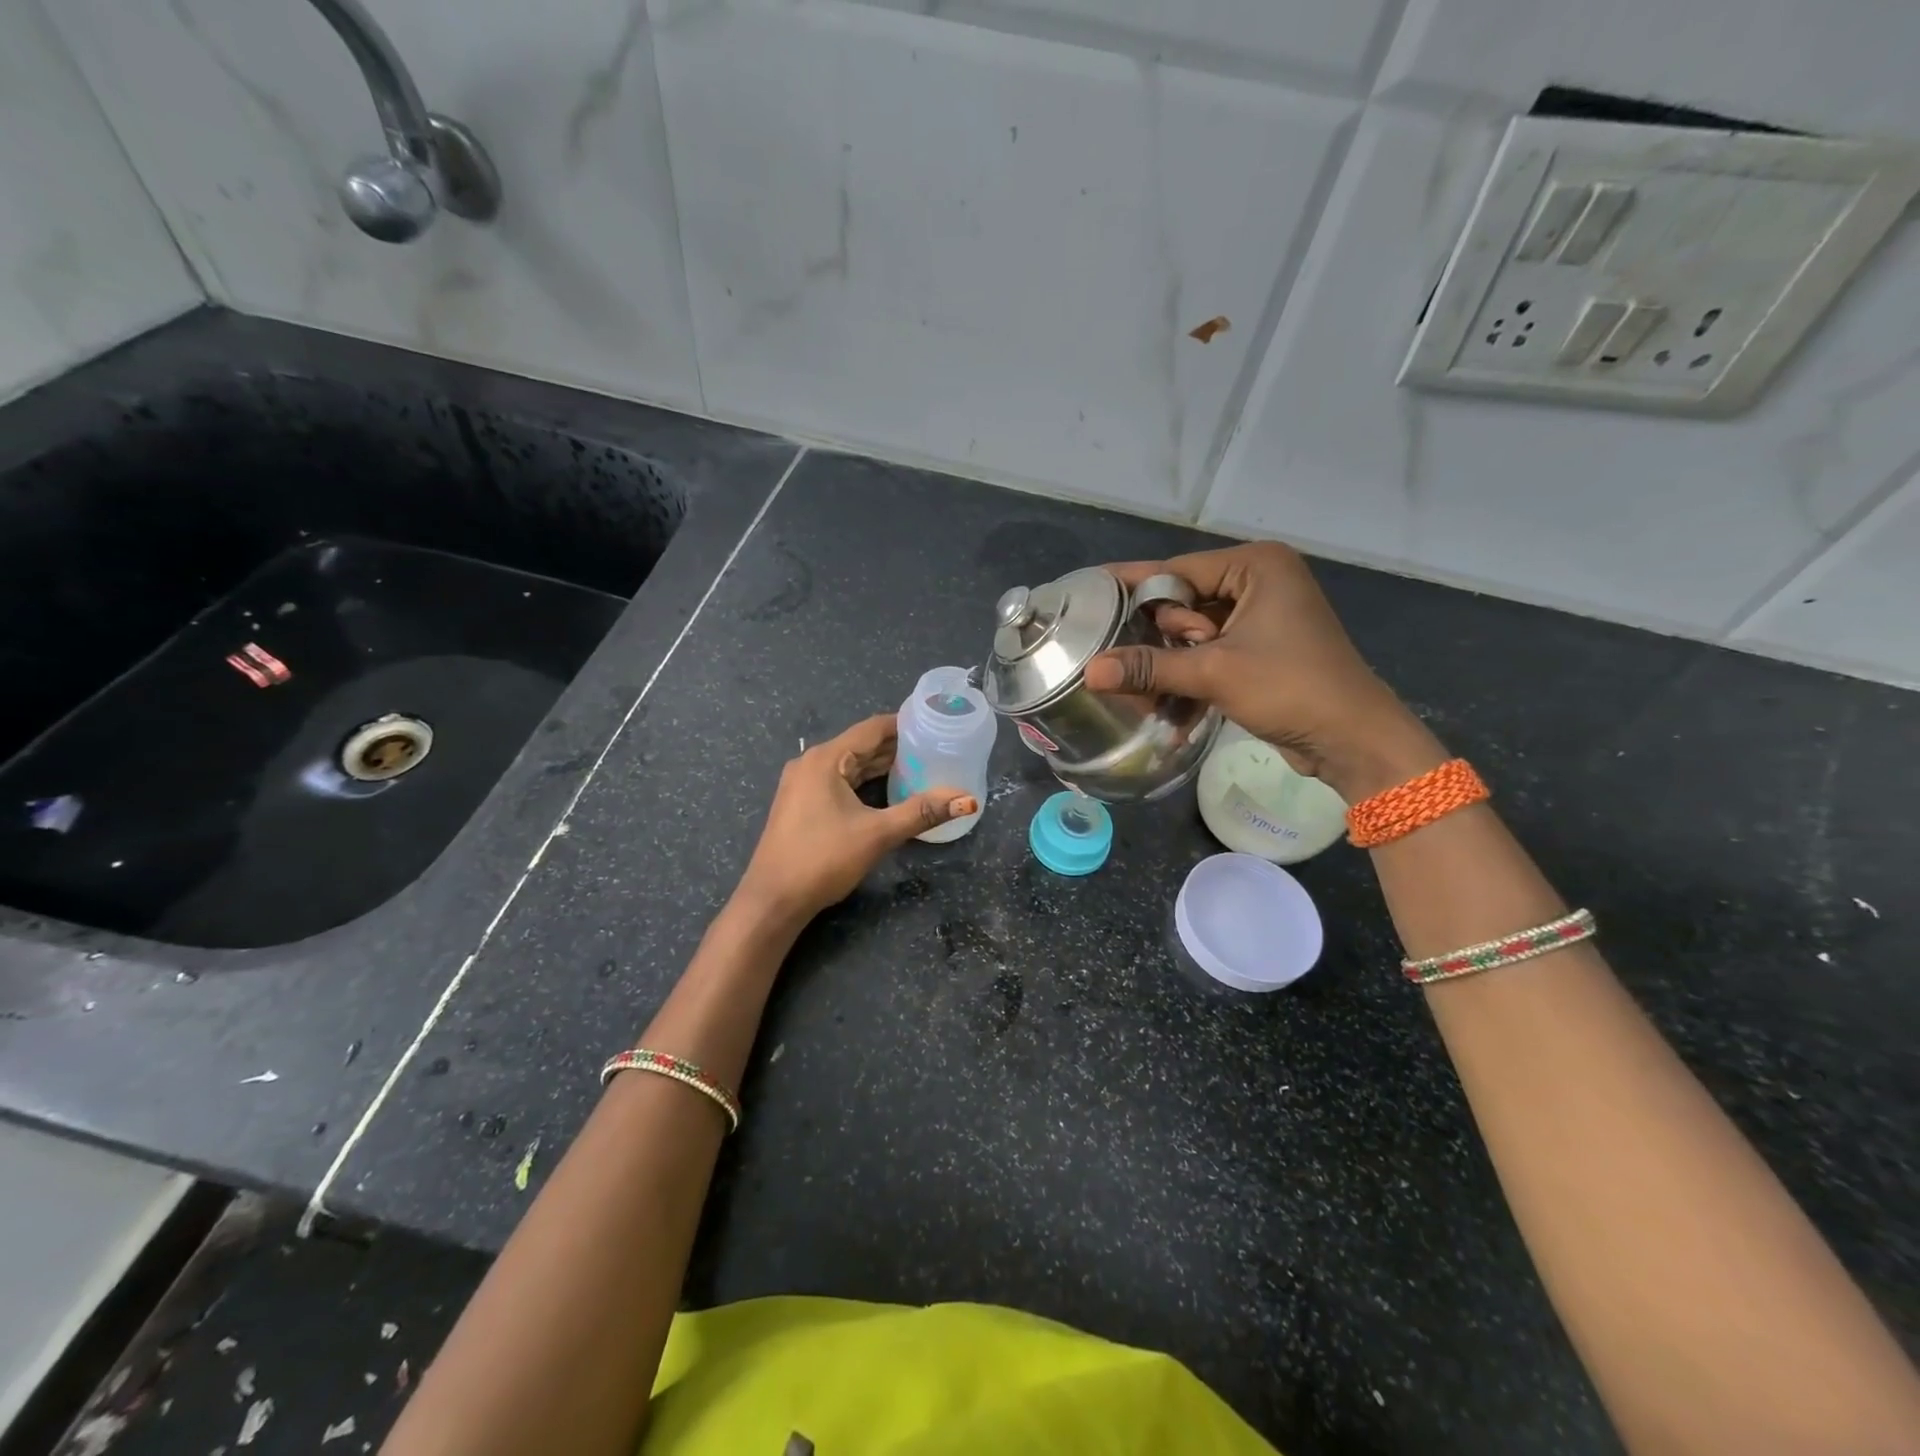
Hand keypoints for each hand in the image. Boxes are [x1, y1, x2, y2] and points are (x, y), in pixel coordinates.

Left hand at [736, 714, 977, 921]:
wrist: (772, 900)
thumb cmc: (823, 859)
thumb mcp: (877, 834)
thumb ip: (922, 812)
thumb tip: (968, 799)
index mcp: (826, 759)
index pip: (872, 728)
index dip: (905, 724)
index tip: (936, 725)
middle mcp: (811, 763)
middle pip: (861, 745)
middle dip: (897, 747)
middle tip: (936, 748)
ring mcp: (802, 784)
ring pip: (849, 765)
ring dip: (881, 765)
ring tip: (920, 767)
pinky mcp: (801, 804)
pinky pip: (839, 781)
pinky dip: (864, 782)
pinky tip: (887, 790)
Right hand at [1081, 541, 1445, 800]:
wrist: (1353, 739)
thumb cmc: (1290, 688)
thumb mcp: (1214, 672)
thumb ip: (1149, 667)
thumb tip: (1090, 672)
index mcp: (1256, 566)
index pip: (1177, 571)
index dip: (1133, 587)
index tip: (1089, 593)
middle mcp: (1260, 582)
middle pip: (1183, 602)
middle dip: (1157, 636)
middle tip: (1128, 662)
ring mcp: (1262, 617)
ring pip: (1193, 632)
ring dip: (1170, 662)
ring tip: (1141, 690)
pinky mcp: (1262, 649)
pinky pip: (1210, 653)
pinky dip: (1190, 675)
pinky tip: (1166, 705)